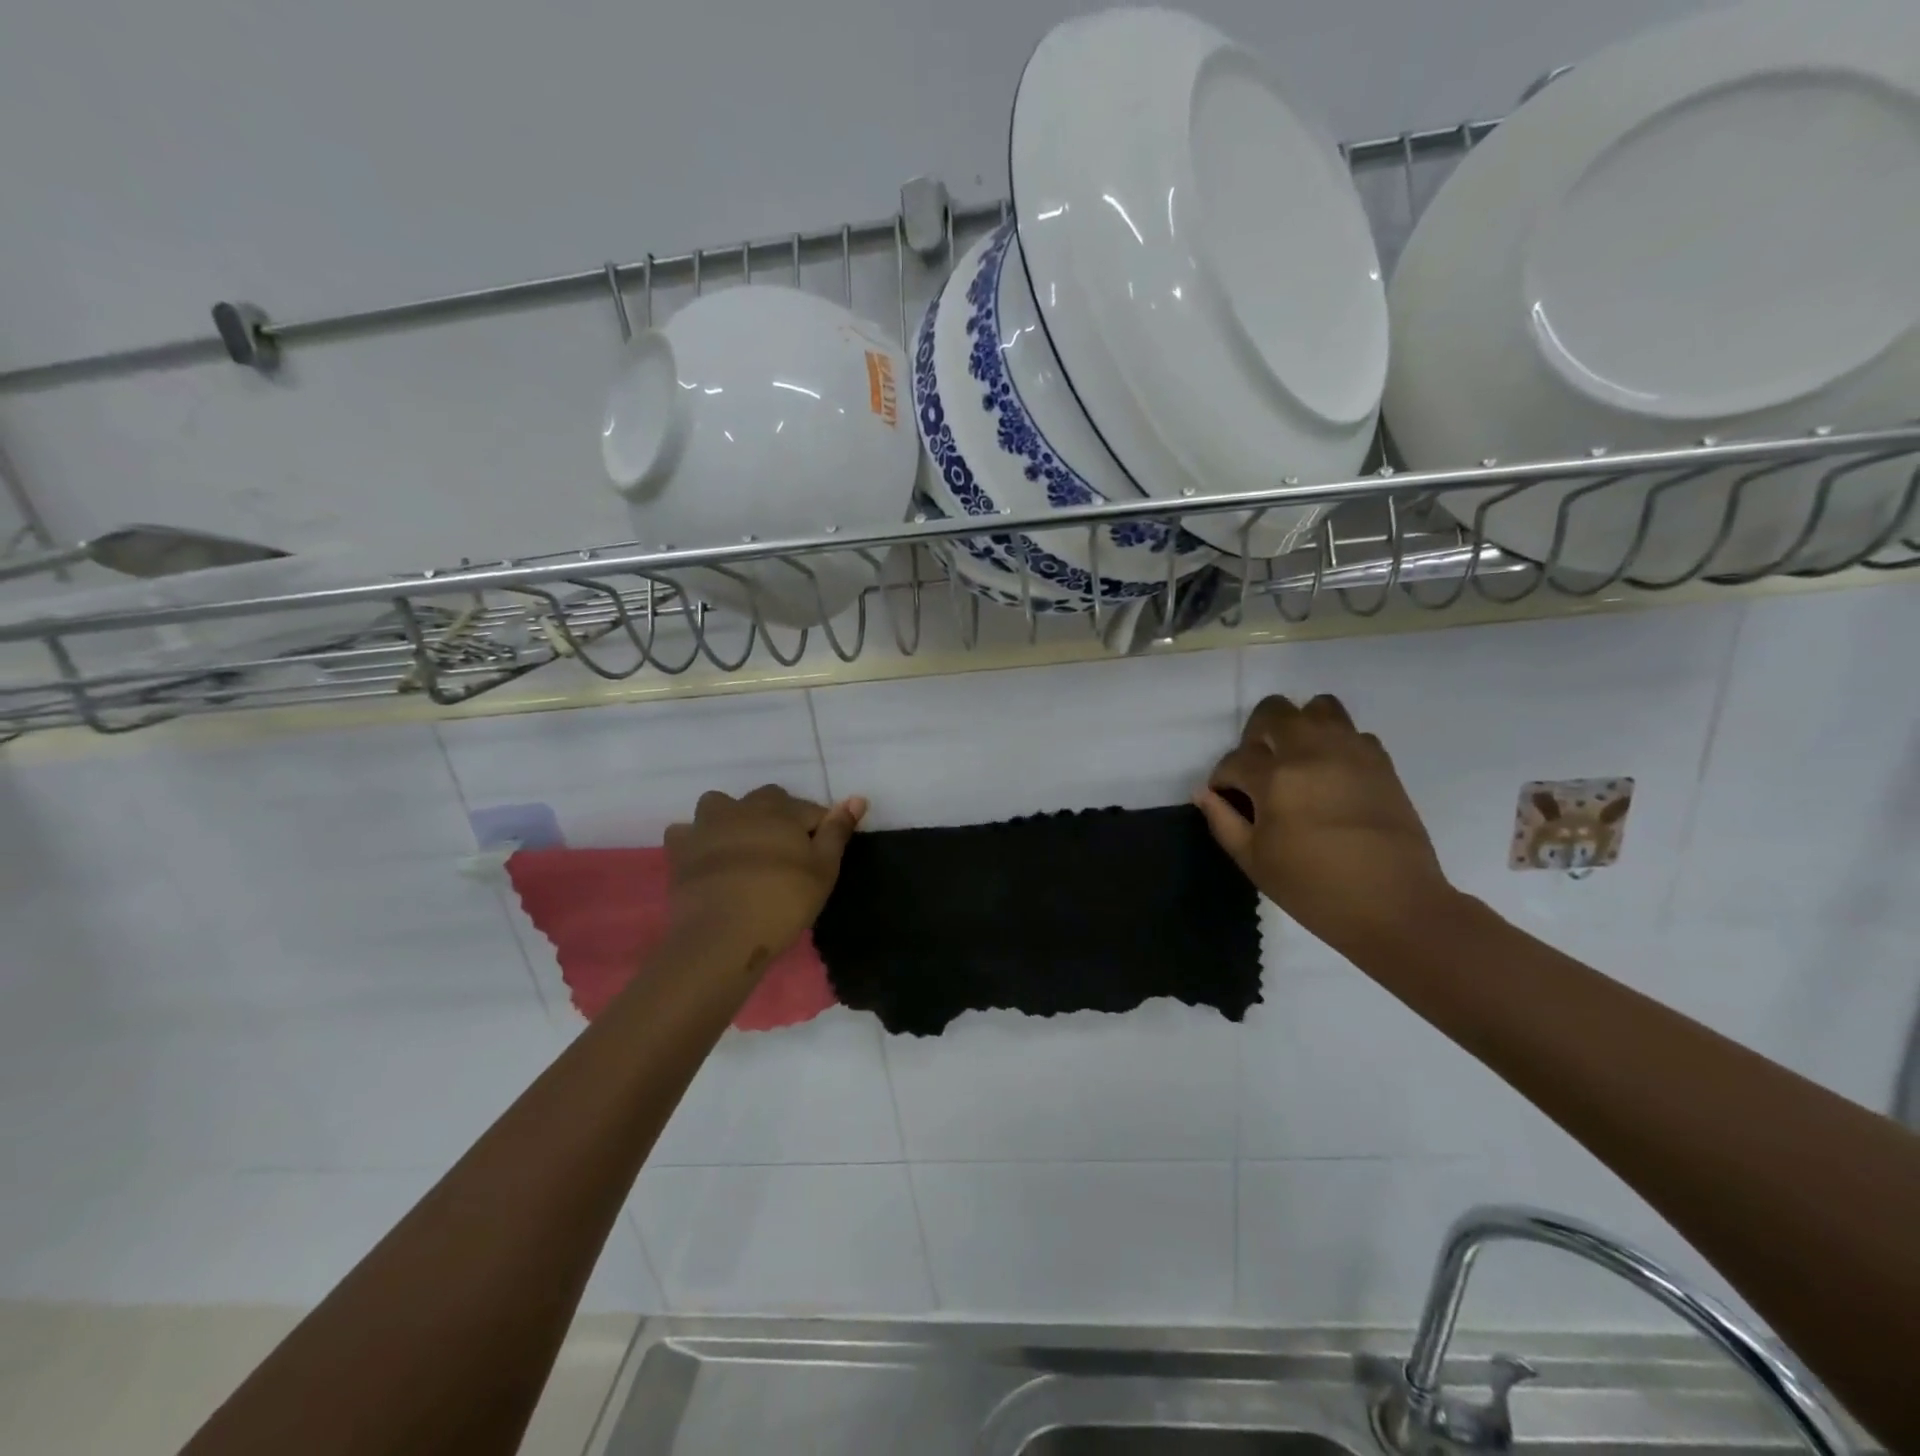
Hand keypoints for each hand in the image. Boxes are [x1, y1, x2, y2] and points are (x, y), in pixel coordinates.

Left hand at [664, 786, 867, 962]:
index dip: (820, 831)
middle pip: (768, 800)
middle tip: (786, 857)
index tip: (821, 859)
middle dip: (780, 818)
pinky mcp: (680, 849)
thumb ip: (838, 831)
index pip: (810, 810)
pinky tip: (707, 858)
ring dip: (734, 818)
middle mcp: (743, 807)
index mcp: (781, 809)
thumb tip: (857, 797)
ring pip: (722, 805)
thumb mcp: (823, 870)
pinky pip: (687, 832)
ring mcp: (707, 825)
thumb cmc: (782, 902)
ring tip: (744, 848)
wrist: (721, 937)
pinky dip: (697, 839)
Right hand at [1194, 694, 1454, 953]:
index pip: (1235, 759)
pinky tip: (1331, 775)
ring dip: (1300, 726)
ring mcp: (1350, 752)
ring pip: (1319, 707)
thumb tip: (1205, 793)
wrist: (1395, 905)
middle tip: (1259, 767)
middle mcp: (1311, 753)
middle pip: (1274, 711)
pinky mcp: (1381, 762)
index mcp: (1275, 779)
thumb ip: (1223, 821)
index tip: (1227, 798)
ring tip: (1297, 759)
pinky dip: (1335, 744)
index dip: (1223, 779)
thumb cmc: (1314, 889)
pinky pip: (1352, 733)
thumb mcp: (1254, 862)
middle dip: (1256, 734)